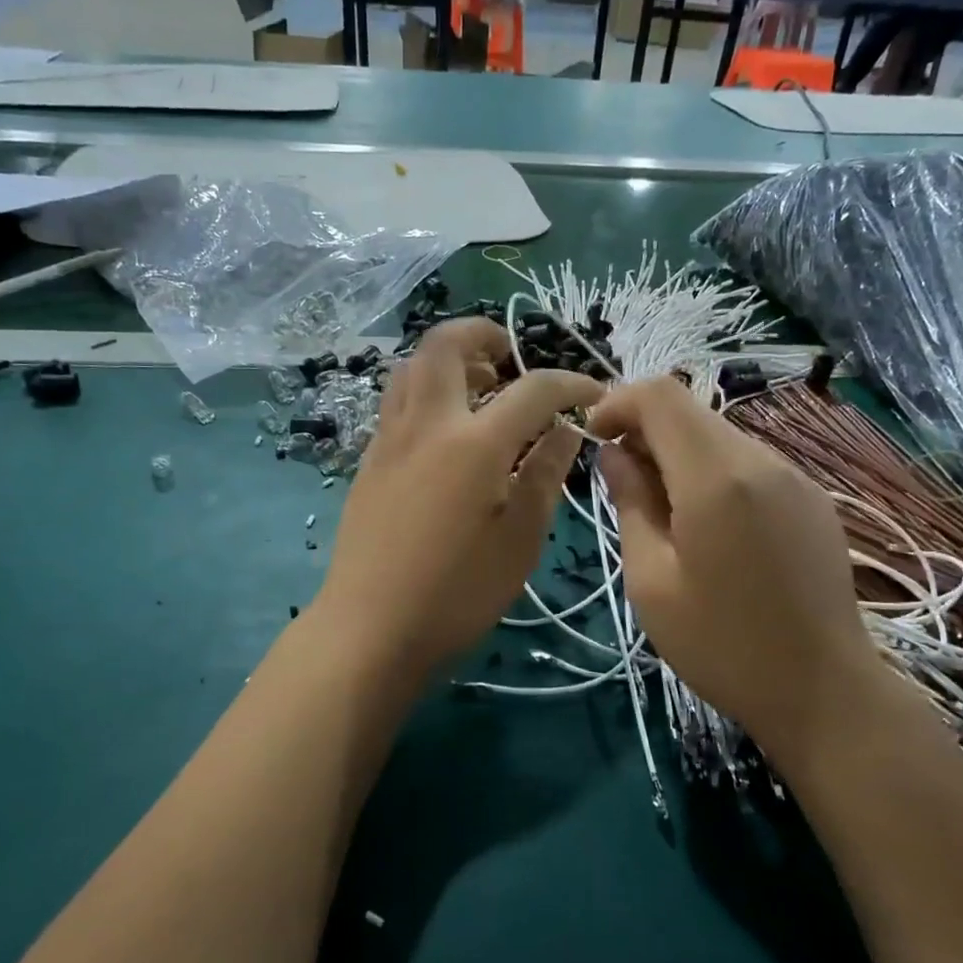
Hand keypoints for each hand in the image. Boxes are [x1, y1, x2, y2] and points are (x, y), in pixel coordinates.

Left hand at [316, 319, 602, 677]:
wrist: (369, 628)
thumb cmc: (456, 594)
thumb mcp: (519, 541)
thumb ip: (544, 475)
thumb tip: (564, 429)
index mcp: (474, 444)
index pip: (532, 388)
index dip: (570, 383)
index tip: (593, 394)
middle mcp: (427, 424)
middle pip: (447, 343)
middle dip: (486, 334)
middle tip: (514, 359)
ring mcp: (389, 437)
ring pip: (412, 365)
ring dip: (450, 358)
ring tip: (479, 386)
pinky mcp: (369, 458)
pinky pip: (397, 398)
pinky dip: (426, 388)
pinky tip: (446, 428)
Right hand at [589, 377, 881, 754]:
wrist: (824, 692)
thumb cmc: (723, 645)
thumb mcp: (652, 581)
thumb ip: (630, 503)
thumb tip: (614, 454)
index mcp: (716, 478)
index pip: (660, 396)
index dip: (617, 402)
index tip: (593, 439)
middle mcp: (761, 460)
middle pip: (690, 411)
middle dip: (644, 429)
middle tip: (620, 481)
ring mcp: (794, 476)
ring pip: (718, 435)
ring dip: (677, 452)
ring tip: (660, 509)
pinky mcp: (811, 497)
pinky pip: (748, 462)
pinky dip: (711, 470)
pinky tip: (706, 523)